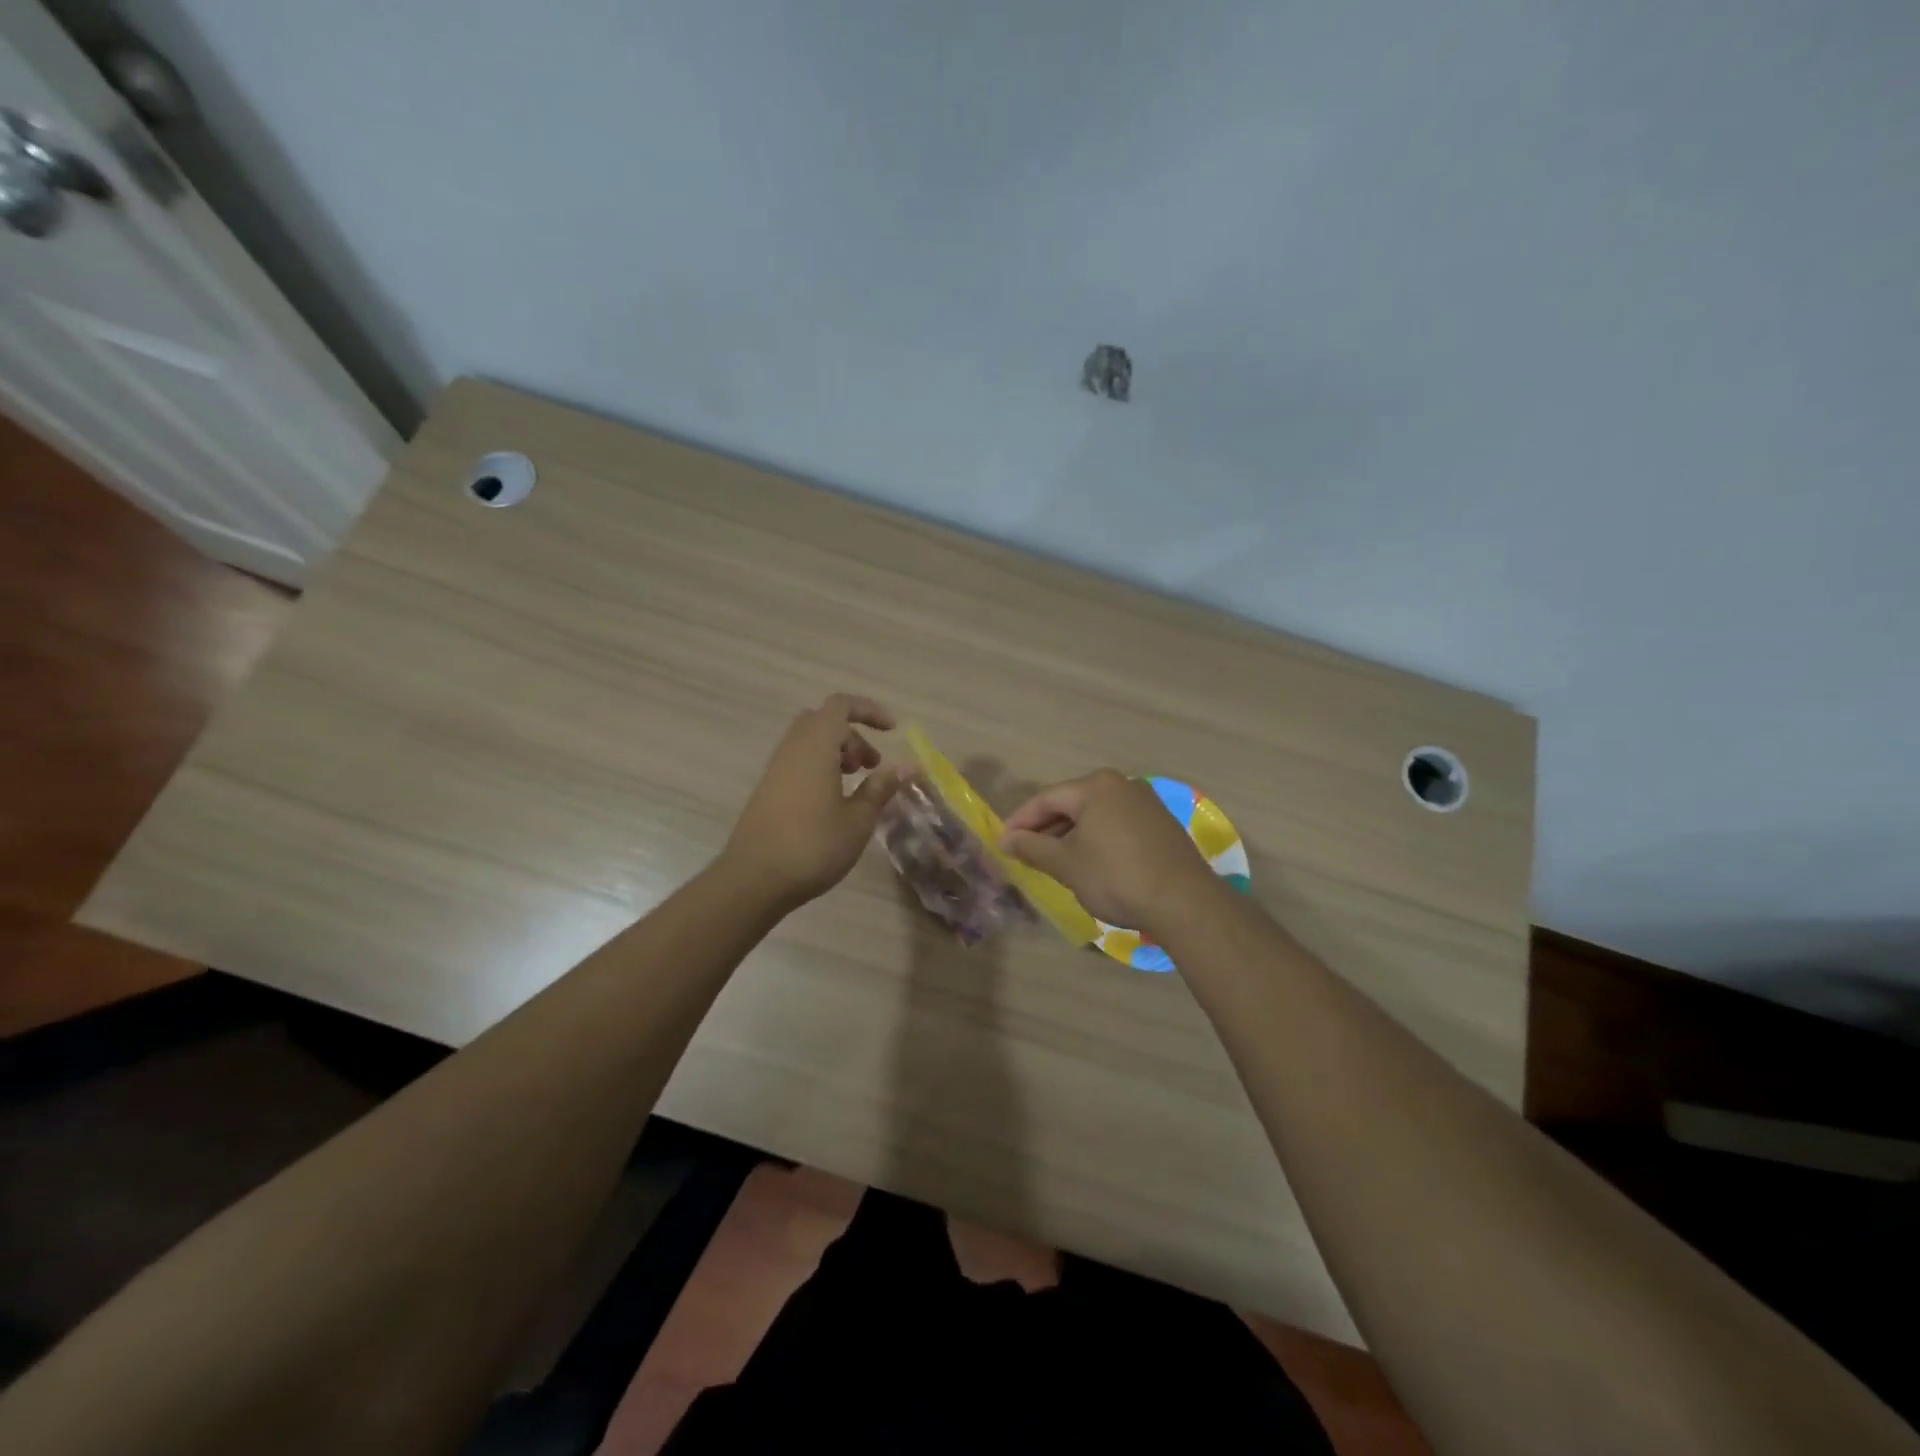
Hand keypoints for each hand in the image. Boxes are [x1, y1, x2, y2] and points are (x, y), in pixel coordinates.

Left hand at [722, 694, 901, 909]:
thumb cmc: (813, 846)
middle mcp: (792, 749)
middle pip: (824, 722)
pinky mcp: (768, 790)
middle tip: (872, 766)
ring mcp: (776, 769)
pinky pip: (799, 762)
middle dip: (854, 736)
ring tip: (857, 786)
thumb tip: (906, 766)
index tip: (892, 731)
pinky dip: (821, 768)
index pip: (841, 705)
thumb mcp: (858, 819)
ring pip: (810, 742)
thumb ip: (881, 788)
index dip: (869, 711)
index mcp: (816, 746)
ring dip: (838, 753)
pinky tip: (833, 803)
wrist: (754, 880)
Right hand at [1000, 769, 1222, 937]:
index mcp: (1096, 786)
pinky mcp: (1161, 825)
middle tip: (1025, 854)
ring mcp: (1146, 804)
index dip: (1020, 821)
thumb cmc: (1116, 877)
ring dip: (1071, 837)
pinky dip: (1096, 840)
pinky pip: (1116, 826)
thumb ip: (1032, 848)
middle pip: (1072, 804)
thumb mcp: (1067, 864)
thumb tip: (1006, 840)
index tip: (1002, 843)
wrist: (1184, 903)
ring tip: (1054, 862)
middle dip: (1046, 829)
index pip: (1046, 799)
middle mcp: (1122, 785)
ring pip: (1095, 816)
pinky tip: (1089, 864)